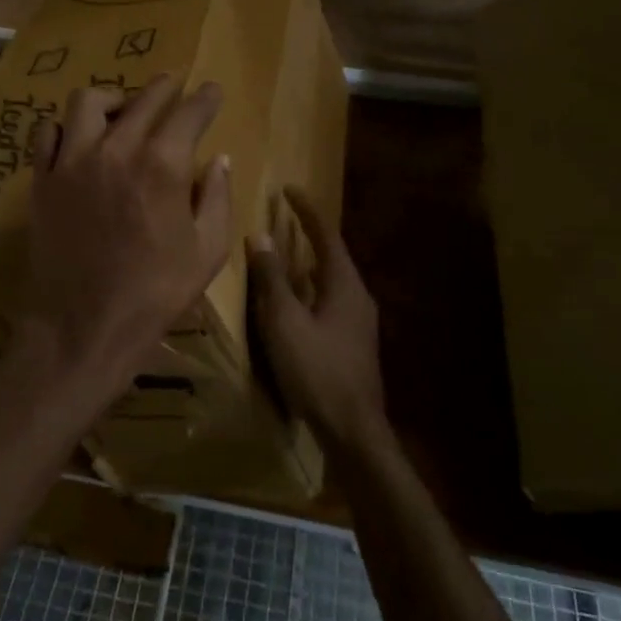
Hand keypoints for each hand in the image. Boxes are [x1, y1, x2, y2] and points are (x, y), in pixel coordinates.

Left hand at [20, 75, 231, 406]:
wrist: (84, 325)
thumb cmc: (155, 293)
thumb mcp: (207, 251)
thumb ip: (216, 197)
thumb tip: (219, 159)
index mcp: (162, 165)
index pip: (189, 113)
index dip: (205, 98)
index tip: (212, 90)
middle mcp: (116, 149)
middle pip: (143, 98)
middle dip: (166, 86)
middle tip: (175, 85)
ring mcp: (72, 161)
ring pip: (88, 102)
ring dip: (113, 98)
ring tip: (123, 110)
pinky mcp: (43, 179)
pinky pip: (48, 132)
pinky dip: (67, 127)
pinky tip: (79, 139)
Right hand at [249, 189, 384, 451]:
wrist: (354, 431)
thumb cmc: (317, 370)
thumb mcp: (285, 322)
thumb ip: (272, 279)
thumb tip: (261, 237)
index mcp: (344, 285)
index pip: (325, 235)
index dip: (306, 210)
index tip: (288, 189)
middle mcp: (358, 296)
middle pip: (332, 255)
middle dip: (308, 235)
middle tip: (282, 220)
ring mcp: (360, 322)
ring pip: (331, 280)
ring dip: (308, 263)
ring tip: (283, 255)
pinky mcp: (354, 343)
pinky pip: (330, 300)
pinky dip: (310, 289)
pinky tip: (294, 302)